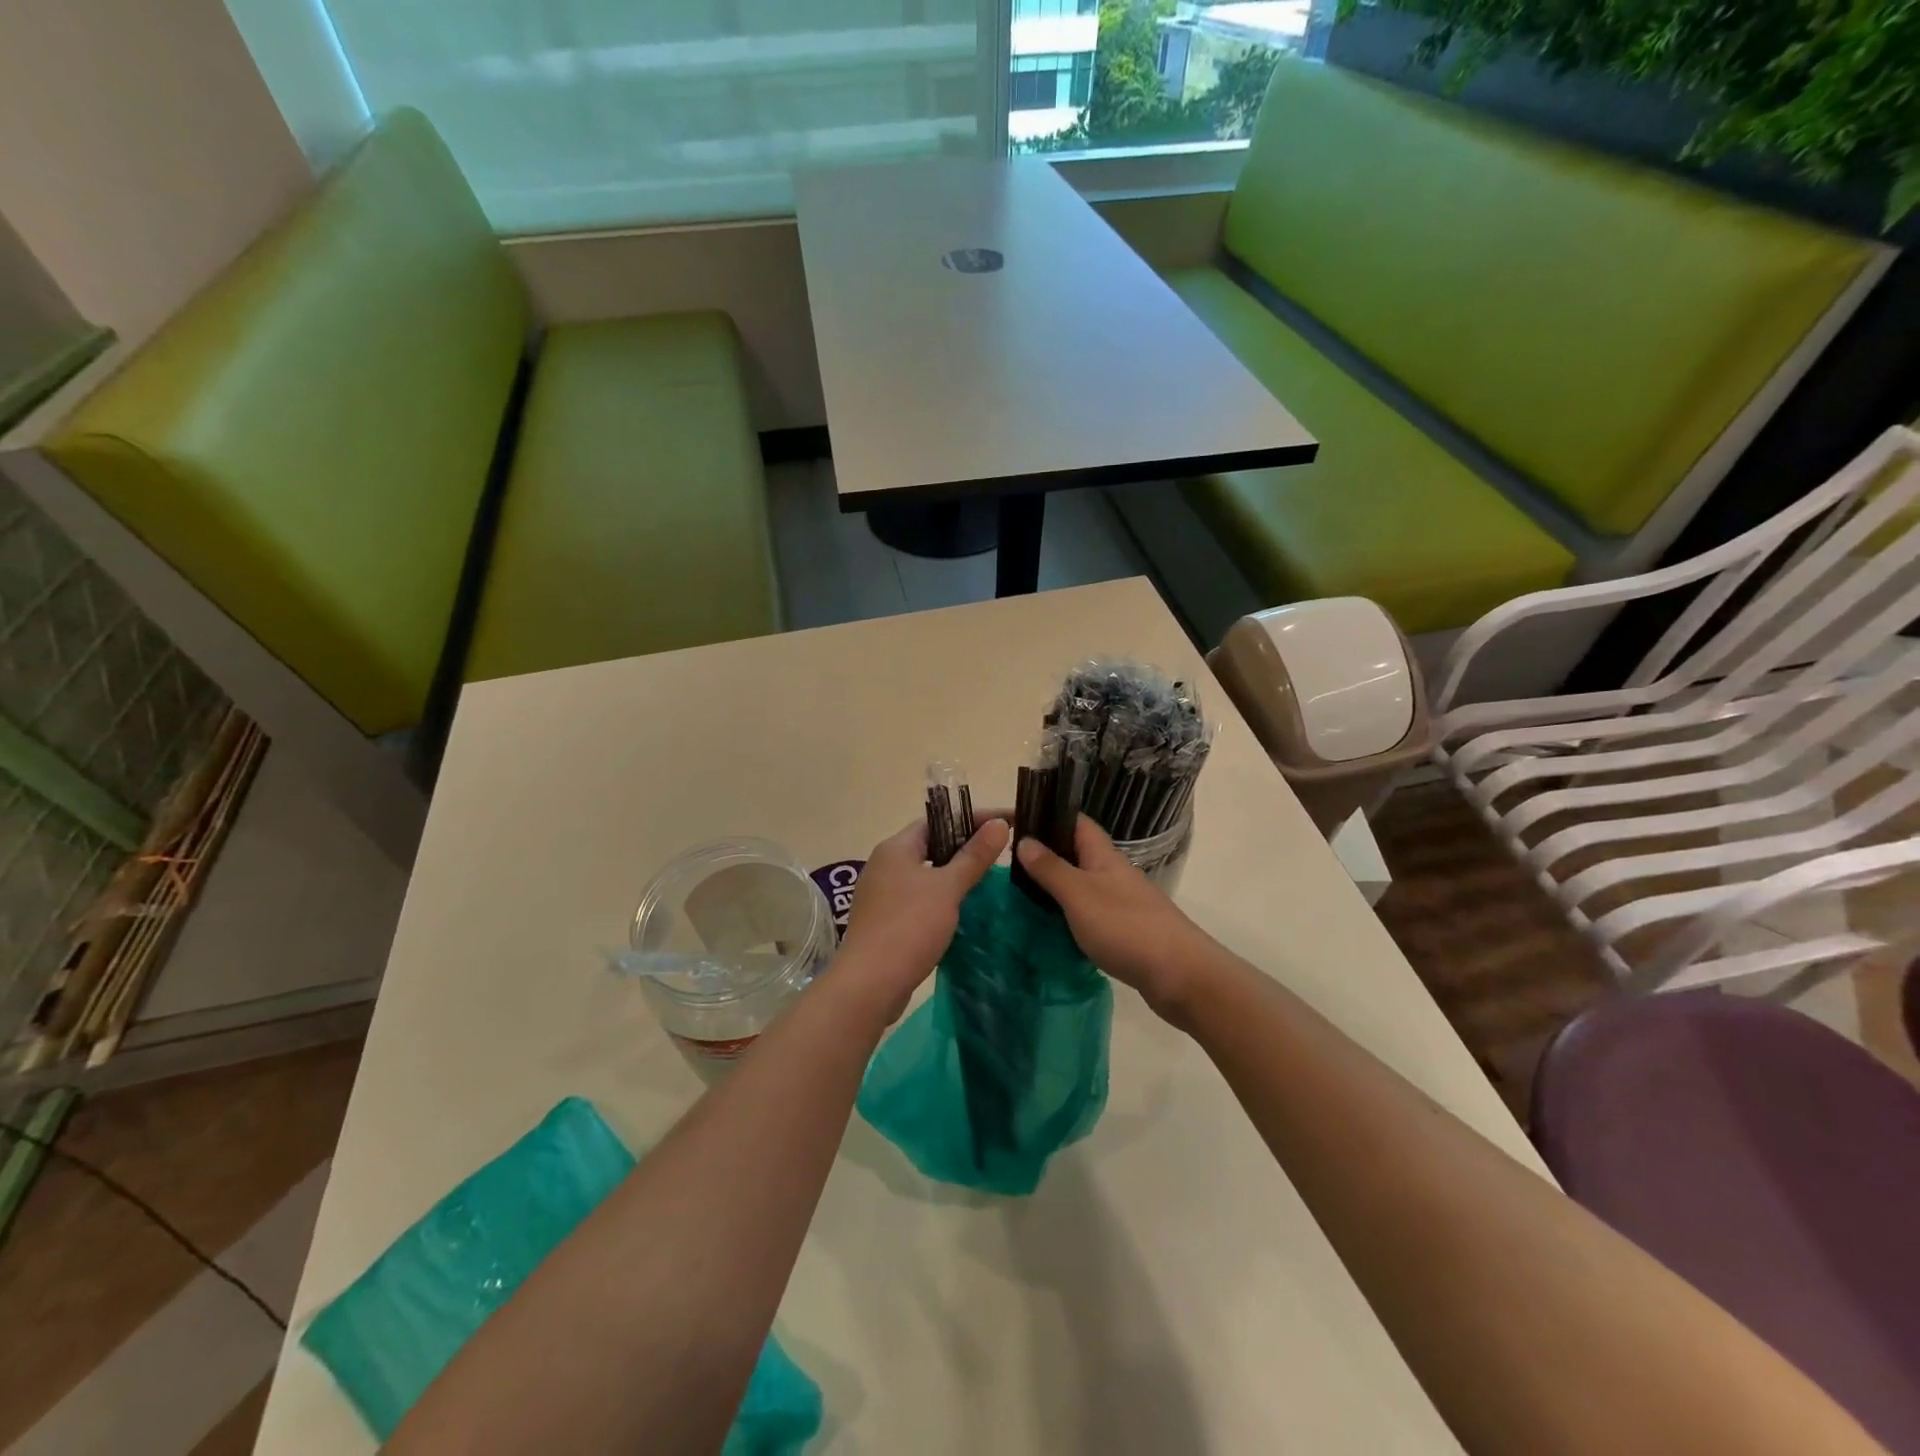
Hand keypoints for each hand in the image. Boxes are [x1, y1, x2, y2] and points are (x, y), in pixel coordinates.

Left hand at [838, 814, 1009, 1019]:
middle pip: (931, 845)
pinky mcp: (885, 921)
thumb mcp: (947, 888)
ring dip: (954, 874)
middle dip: (966, 846)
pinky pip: (919, 898)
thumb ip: (974, 856)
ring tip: (989, 878)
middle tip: (1002, 850)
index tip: (1007, 822)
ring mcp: (882, 894)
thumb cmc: (909, 927)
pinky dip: (942, 897)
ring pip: (925, 873)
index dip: (973, 818)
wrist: (869, 985)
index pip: (938, 820)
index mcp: (895, 848)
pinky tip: (963, 909)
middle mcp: (884, 865)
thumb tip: (1000, 823)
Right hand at [1015, 815, 1212, 1017]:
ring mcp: (1119, 901)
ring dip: (1052, 884)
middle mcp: (1111, 872)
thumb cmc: (1126, 927)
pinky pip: (1086, 911)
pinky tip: (1047, 924)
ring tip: (1017, 891)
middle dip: (1044, 852)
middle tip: (1005, 860)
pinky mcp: (1121, 929)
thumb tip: (1023, 839)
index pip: (1074, 821)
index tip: (1012, 820)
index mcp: (1102, 855)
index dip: (1046, 815)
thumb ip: (1050, 869)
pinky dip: (1065, 912)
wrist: (1180, 975)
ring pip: (1079, 882)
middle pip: (1074, 851)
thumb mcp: (1079, 894)